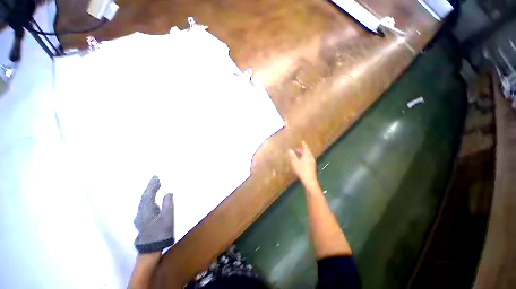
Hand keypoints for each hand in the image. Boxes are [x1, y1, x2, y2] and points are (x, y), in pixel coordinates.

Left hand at [133, 176, 174, 252]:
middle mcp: (140, 212)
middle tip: (156, 179)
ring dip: (149, 193)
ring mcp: (140, 217)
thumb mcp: (167, 217)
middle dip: (150, 187)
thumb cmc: (161, 231)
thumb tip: (168, 193)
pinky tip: (152, 199)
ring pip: (143, 202)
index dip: (152, 185)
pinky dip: (149, 199)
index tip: (156, 177)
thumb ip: (168, 203)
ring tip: (155, 187)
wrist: (151, 248)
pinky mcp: (142, 221)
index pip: (148, 194)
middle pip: (144, 197)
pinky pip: (145, 206)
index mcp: (146, 210)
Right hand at [289, 141, 317, 188]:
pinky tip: (301, 161)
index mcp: (307, 155)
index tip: (302, 141)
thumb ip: (292, 156)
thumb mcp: (295, 163)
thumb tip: (290, 150)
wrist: (309, 180)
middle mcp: (310, 157)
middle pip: (307, 151)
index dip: (303, 144)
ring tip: (298, 154)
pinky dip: (305, 157)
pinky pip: (308, 159)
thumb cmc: (301, 170)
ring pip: (308, 155)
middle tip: (297, 149)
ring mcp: (312, 162)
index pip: (305, 147)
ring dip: (303, 154)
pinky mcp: (312, 166)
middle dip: (302, 149)